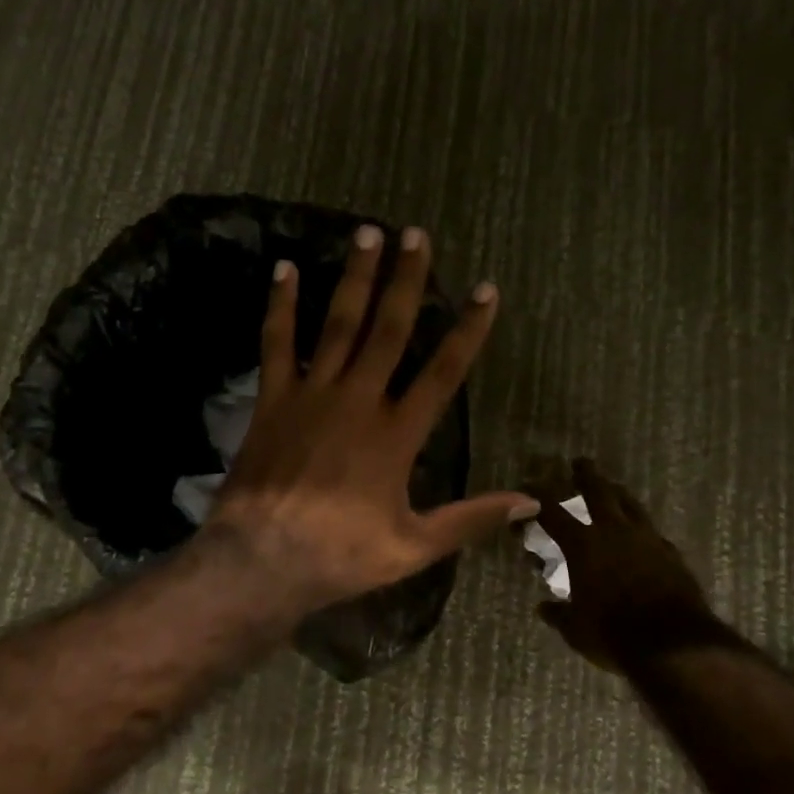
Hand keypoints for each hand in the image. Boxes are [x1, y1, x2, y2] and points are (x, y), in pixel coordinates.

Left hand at [205, 224, 538, 610]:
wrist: (263, 559)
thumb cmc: (342, 554)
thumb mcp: (415, 546)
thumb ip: (471, 518)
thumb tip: (531, 502)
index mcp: (398, 434)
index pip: (443, 372)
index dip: (468, 329)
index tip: (486, 289)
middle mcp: (359, 400)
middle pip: (389, 330)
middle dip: (407, 280)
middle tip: (416, 234)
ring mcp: (313, 395)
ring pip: (339, 324)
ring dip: (355, 278)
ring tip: (367, 234)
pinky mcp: (273, 400)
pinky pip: (277, 343)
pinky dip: (281, 306)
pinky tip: (284, 269)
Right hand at [527, 458, 742, 669]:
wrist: (674, 645)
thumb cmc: (614, 634)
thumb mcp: (576, 629)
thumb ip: (558, 614)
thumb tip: (543, 608)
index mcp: (583, 545)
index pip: (552, 512)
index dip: (537, 497)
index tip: (528, 485)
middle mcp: (613, 532)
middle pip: (598, 491)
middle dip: (586, 475)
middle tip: (580, 463)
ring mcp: (646, 539)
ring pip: (630, 504)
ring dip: (617, 492)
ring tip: (613, 487)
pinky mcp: (670, 553)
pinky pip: (651, 530)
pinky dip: (640, 526)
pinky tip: (641, 532)